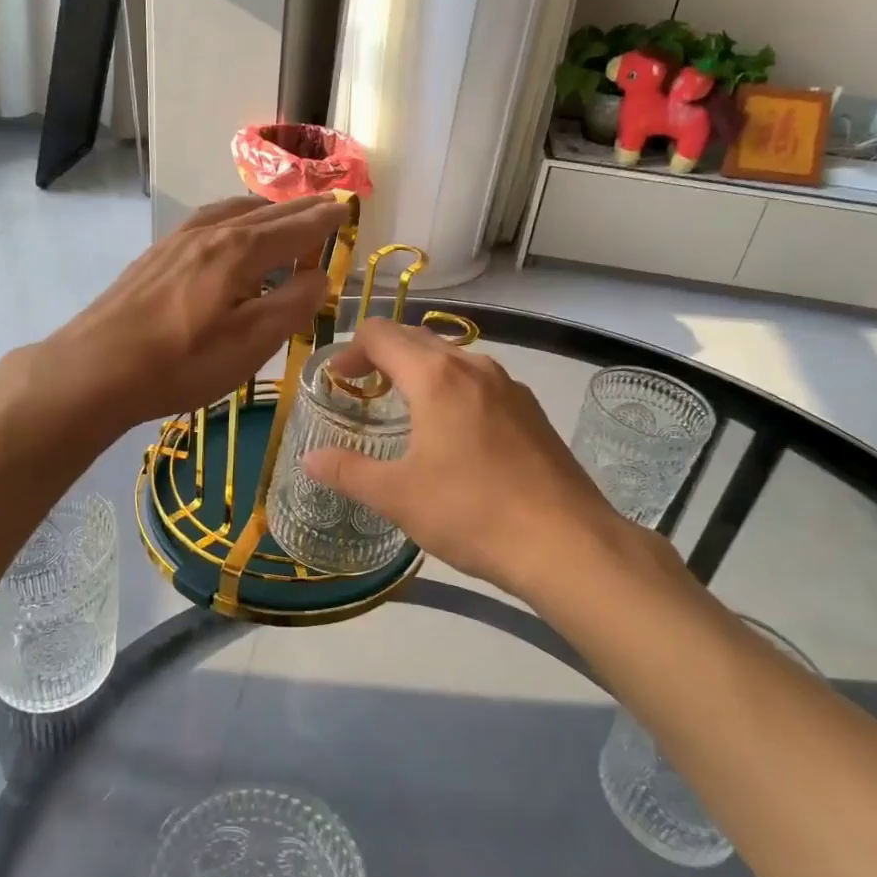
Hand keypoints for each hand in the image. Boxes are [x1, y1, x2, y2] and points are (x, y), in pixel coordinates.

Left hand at [15, 195, 350, 433]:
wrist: (95, 368)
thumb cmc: (182, 362)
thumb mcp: (251, 343)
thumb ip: (292, 305)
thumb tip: (319, 276)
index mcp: (240, 250)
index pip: (295, 228)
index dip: (324, 220)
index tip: (346, 208)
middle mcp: (210, 233)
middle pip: (265, 213)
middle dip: (299, 209)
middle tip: (325, 204)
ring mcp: (176, 241)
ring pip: (230, 211)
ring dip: (263, 210)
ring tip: (279, 214)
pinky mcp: (154, 256)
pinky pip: (205, 222)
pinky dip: (231, 218)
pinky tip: (224, 232)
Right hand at [301, 319, 667, 598]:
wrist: (567, 543)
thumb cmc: (472, 513)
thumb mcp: (398, 497)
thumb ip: (347, 471)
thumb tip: (309, 458)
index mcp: (435, 376)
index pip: (381, 333)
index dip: (351, 350)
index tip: (338, 382)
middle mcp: (473, 366)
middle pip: (416, 338)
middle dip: (382, 356)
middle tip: (362, 392)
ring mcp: (509, 386)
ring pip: (452, 358)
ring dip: (419, 371)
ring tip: (405, 410)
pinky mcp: (531, 410)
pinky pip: (479, 381)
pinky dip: (452, 389)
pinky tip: (454, 434)